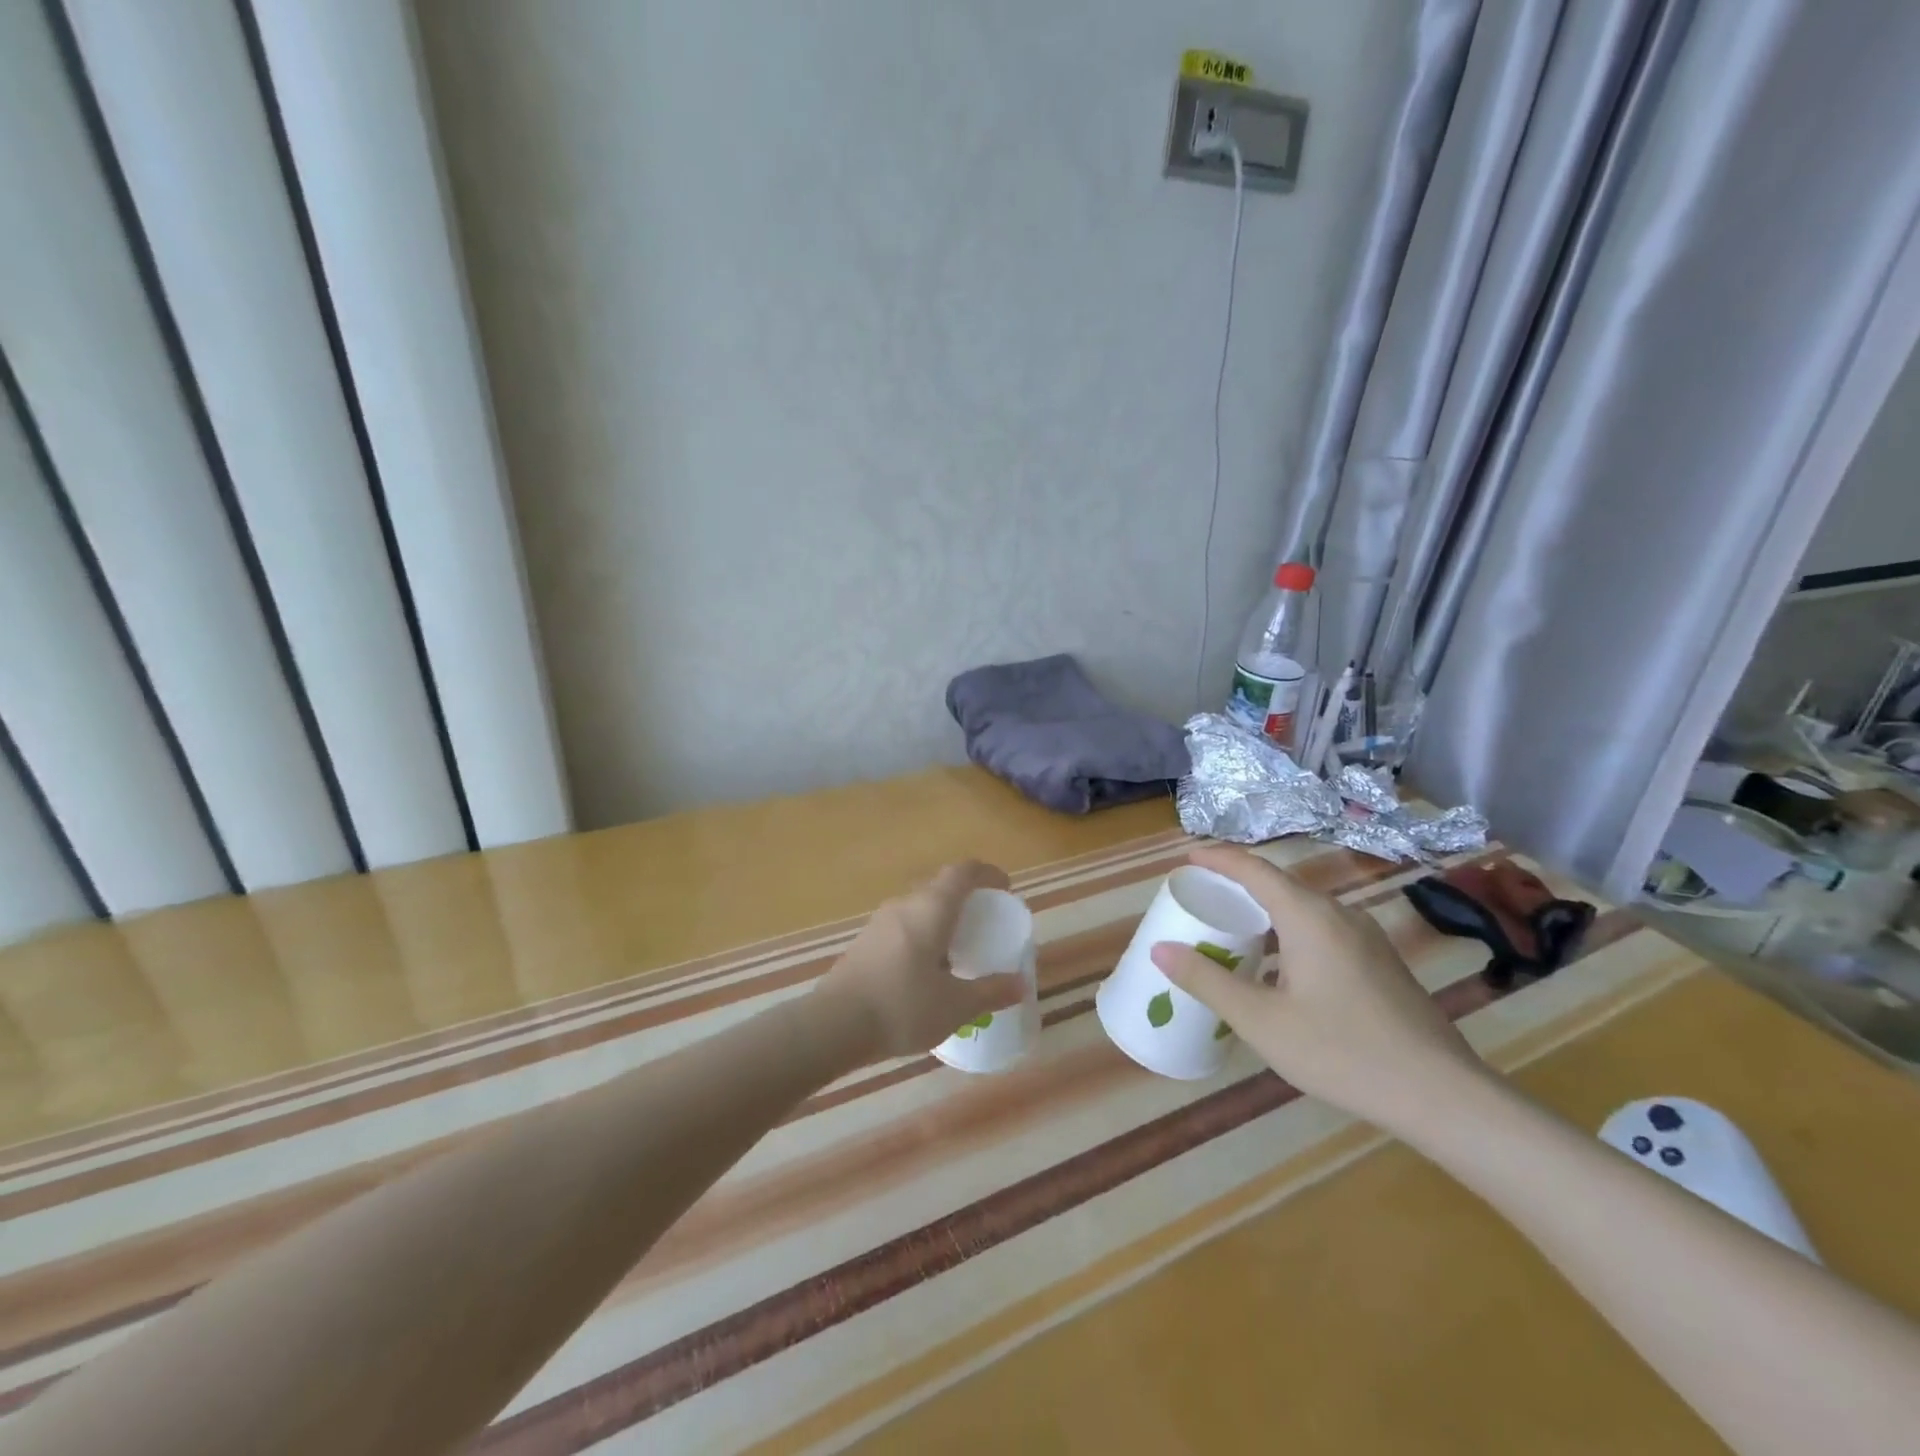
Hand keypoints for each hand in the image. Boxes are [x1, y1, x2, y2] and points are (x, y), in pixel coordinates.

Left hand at [813, 861, 1026, 1061]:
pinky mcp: (864, 942)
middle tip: (985, 922)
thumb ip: (990, 991)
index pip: (962, 872)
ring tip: (958, 946)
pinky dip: (922, 934)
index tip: (1005, 888)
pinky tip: (926, 968)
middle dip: (966, 898)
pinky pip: (902, 926)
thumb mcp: (956, 1005)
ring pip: (919, 907)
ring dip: (941, 917)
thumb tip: (1019, 984)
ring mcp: (879, 922)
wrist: (833, 1025)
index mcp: (931, 909)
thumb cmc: (902, 1007)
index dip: (987, 874)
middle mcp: (905, 905)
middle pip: (940, 887)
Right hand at [1149, 845, 1489, 1129]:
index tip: (1187, 857)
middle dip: (1238, 884)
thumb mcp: (1261, 1021)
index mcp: (1308, 916)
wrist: (1441, 1094)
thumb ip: (1207, 981)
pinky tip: (1279, 969)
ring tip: (1234, 930)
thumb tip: (1160, 949)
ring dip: (1265, 911)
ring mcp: (1366, 937)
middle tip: (1202, 897)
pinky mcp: (1380, 962)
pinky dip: (1289, 932)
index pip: (1254, 869)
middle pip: (1279, 884)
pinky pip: (1323, 929)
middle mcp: (1339, 915)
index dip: (1218, 858)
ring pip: (1303, 908)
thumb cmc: (1342, 1051)